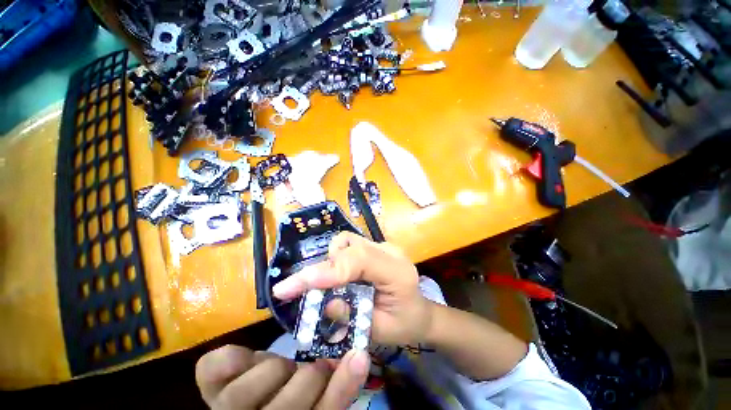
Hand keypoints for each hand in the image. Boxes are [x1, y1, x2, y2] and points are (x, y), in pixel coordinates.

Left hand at [195, 345, 369, 408]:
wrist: (254, 404)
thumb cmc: (291, 401)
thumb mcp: (315, 399)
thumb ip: (336, 385)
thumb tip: (359, 354)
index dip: (339, 391)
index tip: (358, 357)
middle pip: (288, 405)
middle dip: (311, 377)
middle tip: (317, 366)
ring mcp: (223, 408)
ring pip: (260, 380)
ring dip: (279, 368)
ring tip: (282, 369)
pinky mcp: (209, 387)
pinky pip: (219, 364)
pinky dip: (238, 357)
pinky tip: (248, 362)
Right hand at [272, 232, 433, 345]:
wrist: (419, 312)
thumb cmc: (404, 325)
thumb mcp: (379, 331)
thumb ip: (351, 317)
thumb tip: (324, 302)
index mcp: (397, 272)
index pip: (359, 261)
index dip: (326, 271)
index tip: (290, 287)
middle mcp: (389, 252)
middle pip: (349, 245)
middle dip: (321, 267)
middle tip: (300, 289)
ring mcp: (383, 246)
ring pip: (347, 240)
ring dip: (330, 260)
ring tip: (328, 283)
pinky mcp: (376, 247)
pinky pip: (350, 244)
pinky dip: (337, 257)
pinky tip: (339, 275)